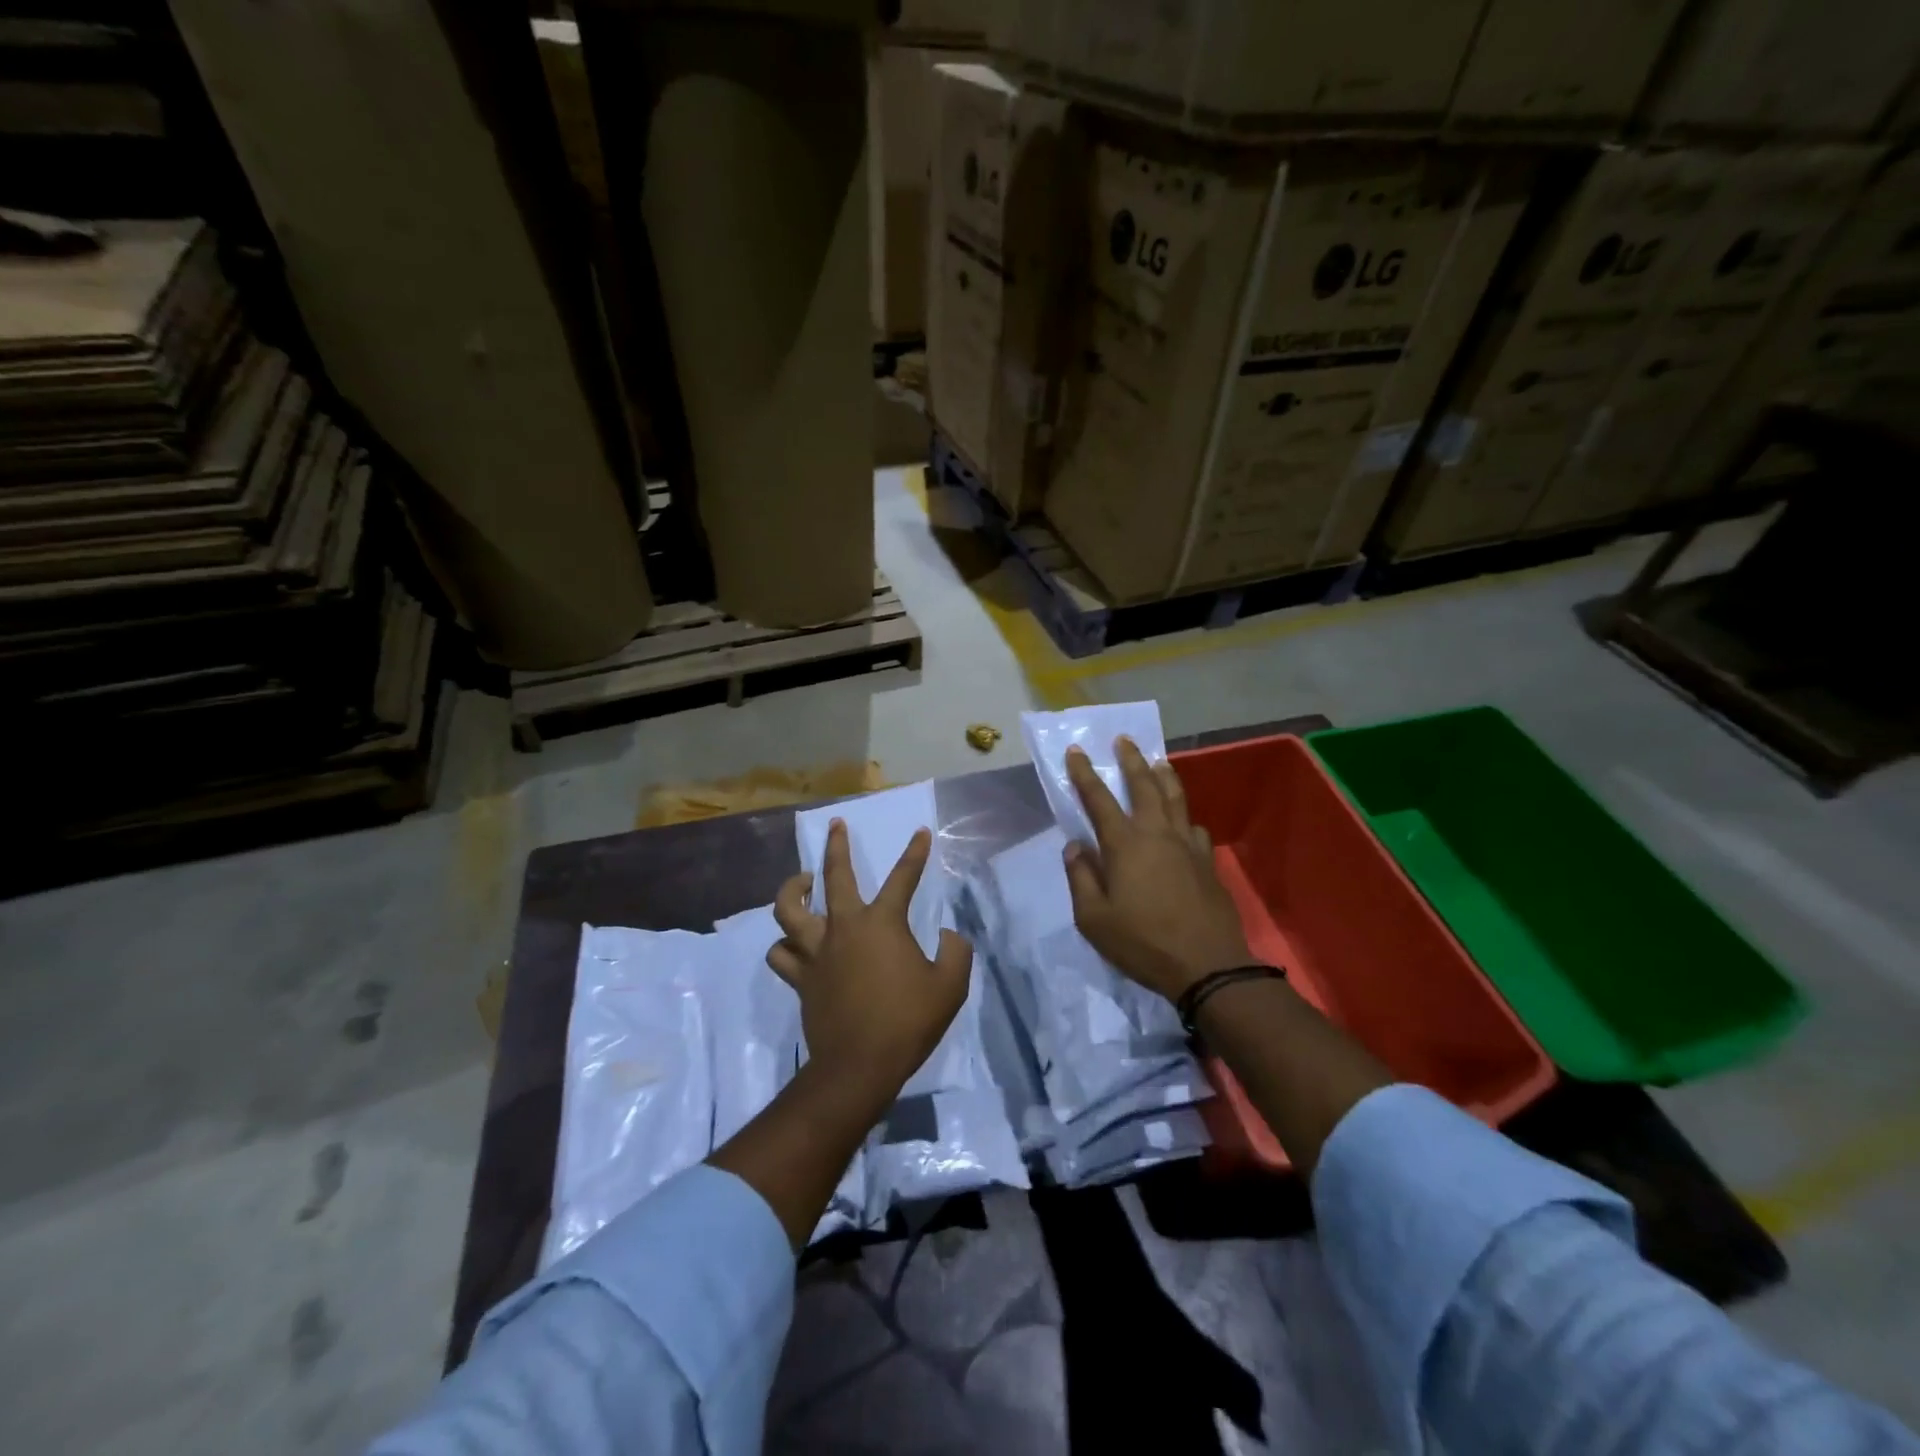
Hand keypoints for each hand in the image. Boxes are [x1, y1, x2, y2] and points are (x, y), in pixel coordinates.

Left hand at [769, 820, 972, 1101]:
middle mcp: (844, 927)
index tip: (921, 832)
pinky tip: (793, 943)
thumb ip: (955, 953)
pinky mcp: (801, 978)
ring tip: (803, 881)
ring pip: (788, 909)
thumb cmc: (908, 1022)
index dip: (915, 852)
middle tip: (835, 825)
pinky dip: (785, 944)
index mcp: (882, 923)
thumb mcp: (950, 986)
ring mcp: (816, 952)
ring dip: (793, 890)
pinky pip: (781, 953)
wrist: (859, 1066)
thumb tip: (948, 935)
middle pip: (834, 876)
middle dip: (836, 846)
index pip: (903, 877)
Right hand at [1063, 738, 1253, 1002]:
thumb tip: (1075, 847)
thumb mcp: (1094, 918)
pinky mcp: (1207, 862)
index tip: (1076, 751)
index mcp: (1125, 844)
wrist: (1207, 966)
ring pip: (1175, 798)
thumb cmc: (1142, 942)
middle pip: (1144, 785)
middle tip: (1124, 740)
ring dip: (1164, 776)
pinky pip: (1193, 827)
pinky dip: (1184, 817)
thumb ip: (1081, 878)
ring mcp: (1187, 846)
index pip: (1099, 799)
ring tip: (1159, 762)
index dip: (1084, 774)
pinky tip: (1183, 822)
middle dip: (1131, 760)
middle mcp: (1157, 834)